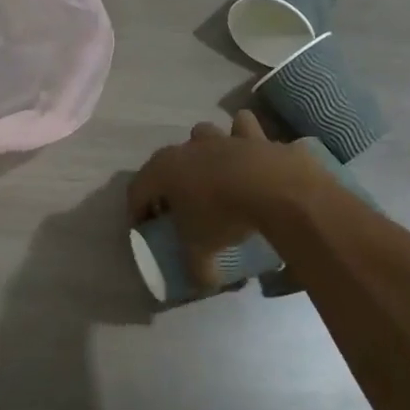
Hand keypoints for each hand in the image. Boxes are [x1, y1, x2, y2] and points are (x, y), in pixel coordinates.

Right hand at [127, 112, 323, 287]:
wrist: (273, 187)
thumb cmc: (223, 215)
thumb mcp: (201, 249)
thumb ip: (196, 268)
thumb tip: (202, 282)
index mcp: (162, 171)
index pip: (136, 191)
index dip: (136, 211)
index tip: (145, 229)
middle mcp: (185, 148)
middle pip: (165, 162)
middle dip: (166, 183)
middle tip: (177, 209)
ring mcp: (219, 138)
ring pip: (200, 135)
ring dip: (201, 152)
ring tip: (212, 176)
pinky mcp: (252, 136)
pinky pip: (242, 127)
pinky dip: (243, 136)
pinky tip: (248, 153)